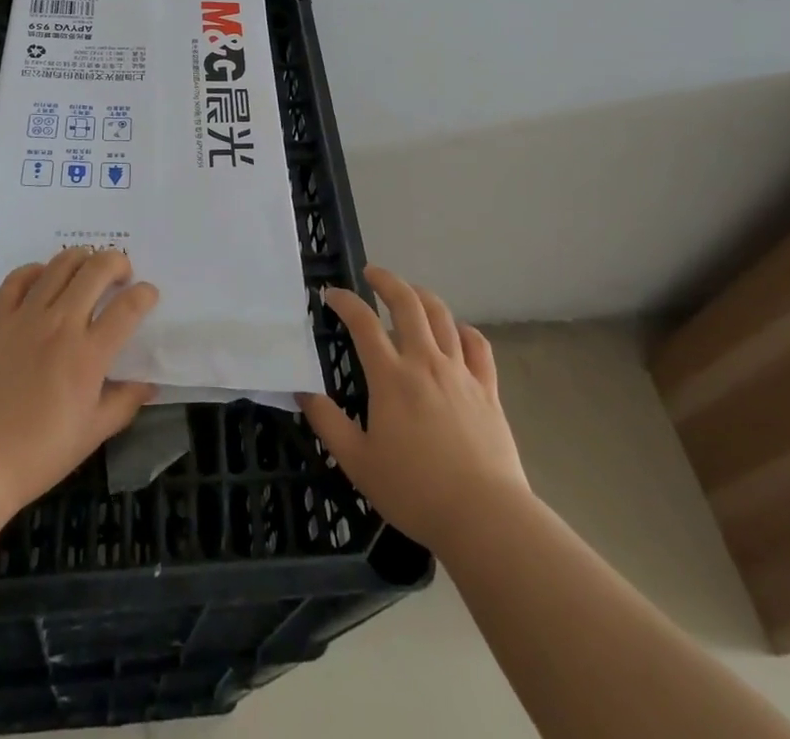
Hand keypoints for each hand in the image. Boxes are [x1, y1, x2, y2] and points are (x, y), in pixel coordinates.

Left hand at [0, 246, 157, 524]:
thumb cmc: (35, 456)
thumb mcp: (91, 436)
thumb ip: (124, 403)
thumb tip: (148, 383)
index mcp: (89, 355)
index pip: (129, 307)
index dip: (145, 294)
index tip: (148, 295)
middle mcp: (61, 325)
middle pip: (97, 270)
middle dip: (118, 263)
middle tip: (121, 275)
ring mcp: (25, 317)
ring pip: (60, 265)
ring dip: (82, 258)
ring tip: (87, 268)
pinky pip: (18, 278)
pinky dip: (36, 269)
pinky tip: (43, 277)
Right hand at [300, 267, 529, 552]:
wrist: (484, 516)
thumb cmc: (415, 491)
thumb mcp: (358, 463)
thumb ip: (328, 423)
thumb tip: (302, 392)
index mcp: (391, 377)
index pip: (363, 323)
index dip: (345, 302)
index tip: (331, 294)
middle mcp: (426, 362)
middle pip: (407, 303)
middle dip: (387, 281)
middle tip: (371, 273)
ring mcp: (460, 372)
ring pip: (443, 316)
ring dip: (423, 296)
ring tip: (410, 293)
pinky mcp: (487, 389)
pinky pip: (478, 345)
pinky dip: (464, 329)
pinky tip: (457, 330)